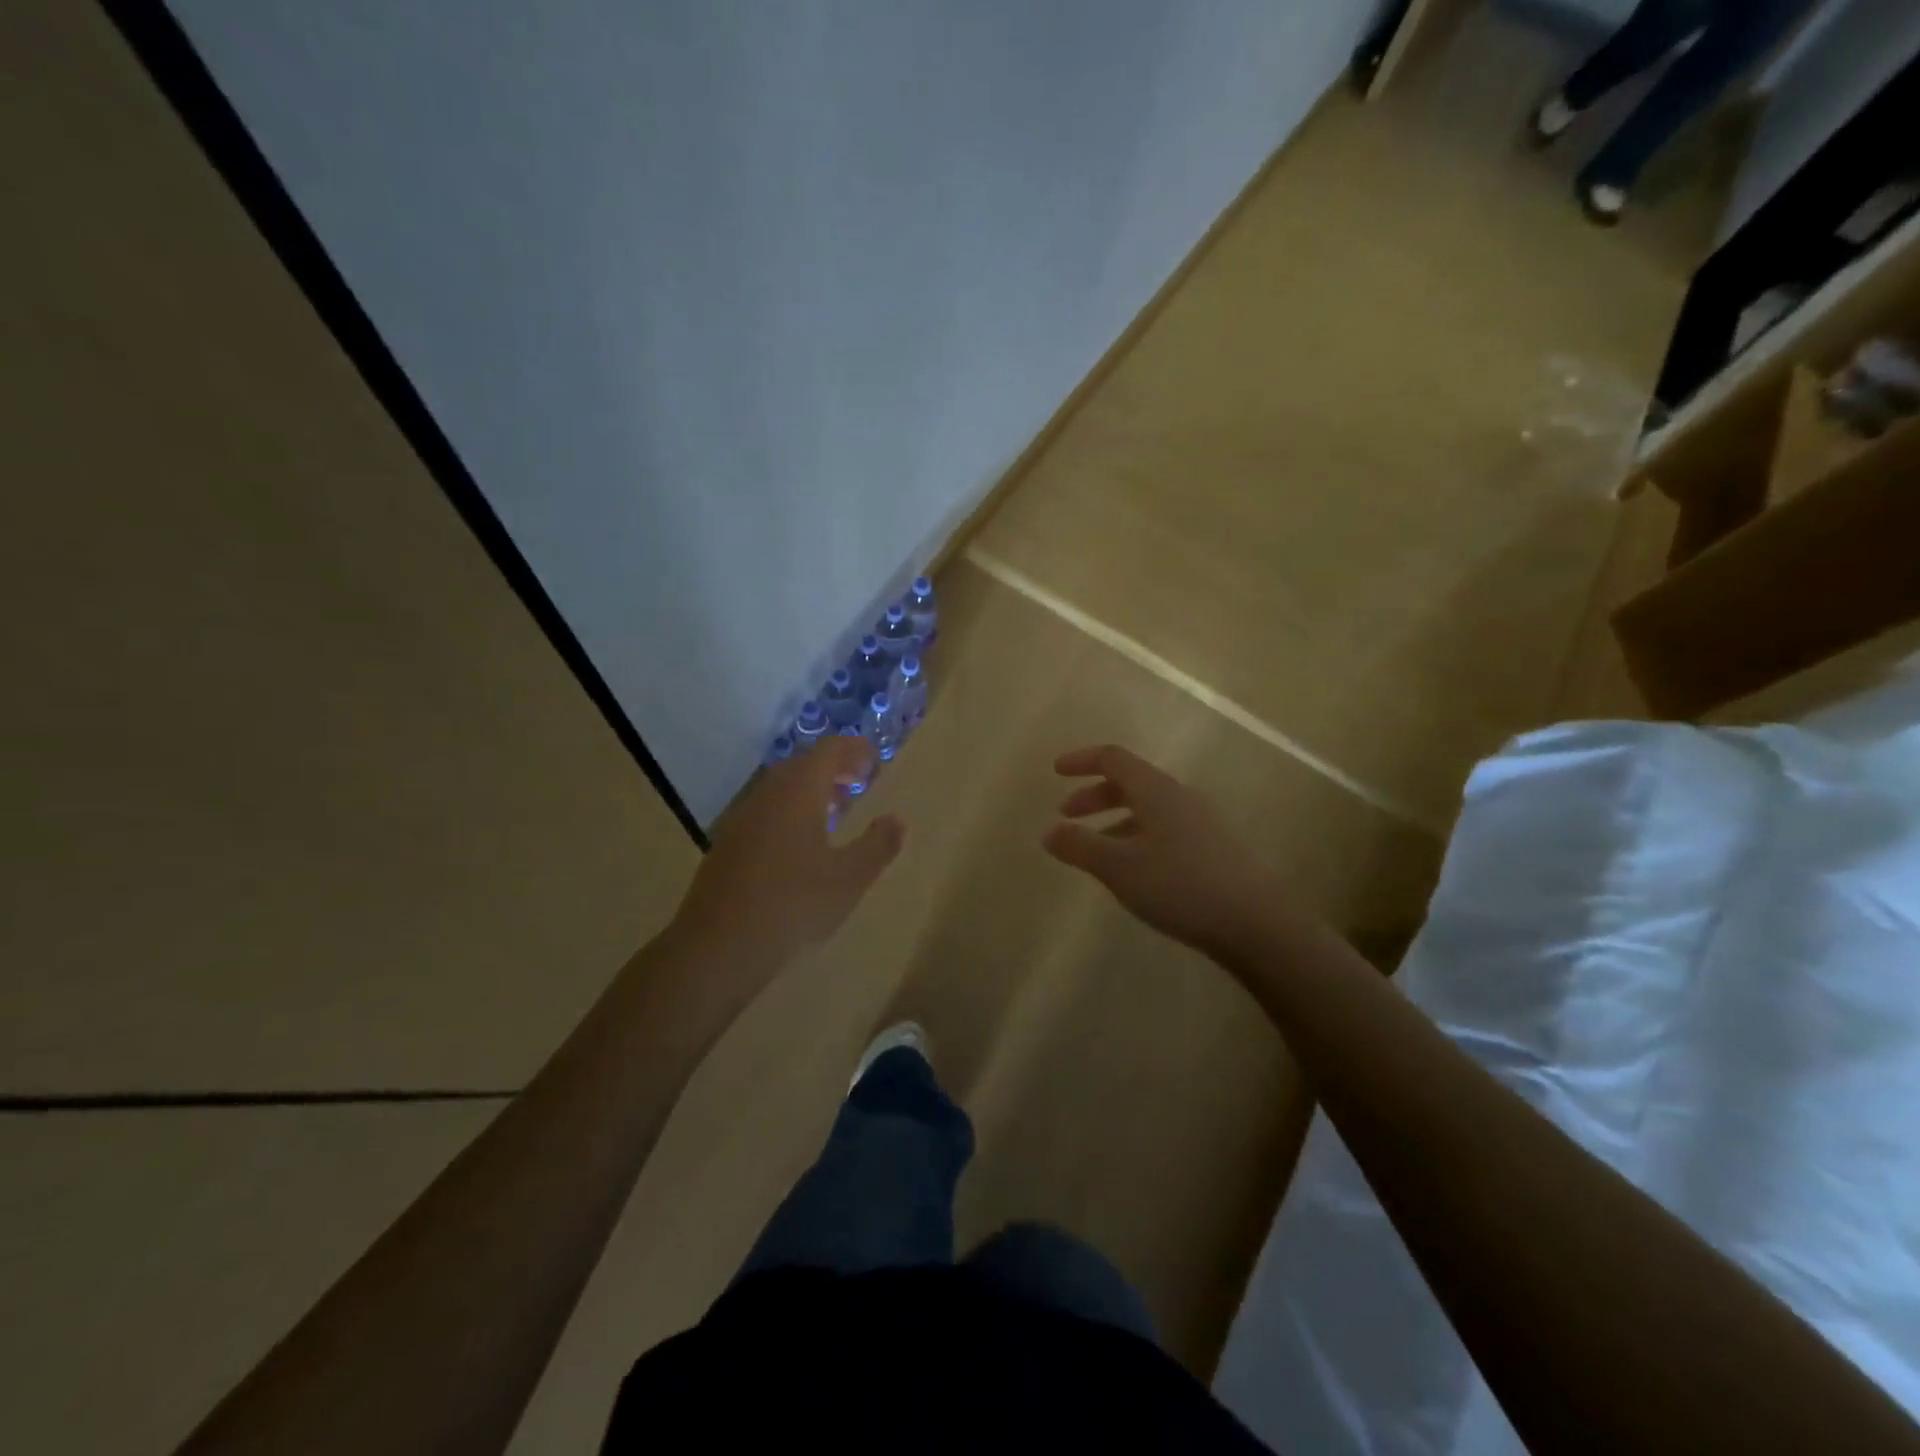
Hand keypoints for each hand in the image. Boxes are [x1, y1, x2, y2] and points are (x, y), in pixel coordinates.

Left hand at [673, 736, 904, 971]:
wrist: (718, 947)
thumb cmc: (793, 905)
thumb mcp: (849, 878)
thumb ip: (877, 845)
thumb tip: (896, 820)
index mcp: (798, 793)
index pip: (828, 751)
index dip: (853, 750)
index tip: (874, 760)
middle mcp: (767, 796)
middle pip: (802, 765)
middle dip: (833, 768)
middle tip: (859, 782)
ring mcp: (741, 820)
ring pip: (781, 789)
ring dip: (810, 791)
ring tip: (836, 811)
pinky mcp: (727, 845)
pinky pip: (766, 812)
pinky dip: (790, 812)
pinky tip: (801, 845)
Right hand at [1042, 744, 1281, 962]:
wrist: (1257, 924)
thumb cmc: (1181, 886)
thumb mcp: (1120, 868)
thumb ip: (1080, 846)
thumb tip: (1049, 832)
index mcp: (1157, 791)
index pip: (1114, 759)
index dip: (1082, 760)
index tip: (1055, 771)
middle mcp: (1181, 798)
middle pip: (1131, 783)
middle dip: (1094, 796)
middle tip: (1067, 815)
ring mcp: (1202, 824)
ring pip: (1148, 810)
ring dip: (1115, 820)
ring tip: (1095, 850)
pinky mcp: (1214, 850)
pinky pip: (1164, 831)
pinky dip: (1137, 839)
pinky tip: (1133, 872)